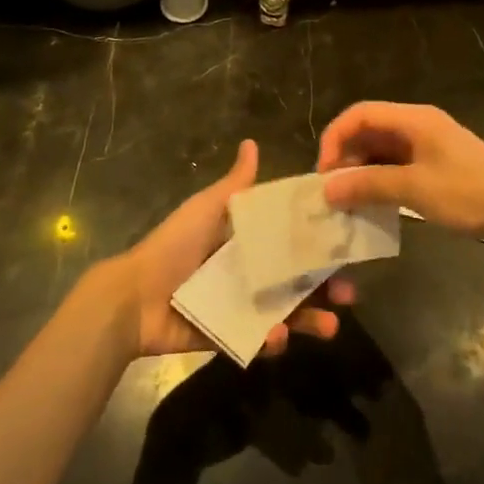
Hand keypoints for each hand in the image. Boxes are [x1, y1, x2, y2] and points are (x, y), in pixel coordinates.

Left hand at [111, 139, 354, 359]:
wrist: (134, 297)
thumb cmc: (175, 246)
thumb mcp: (207, 208)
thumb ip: (234, 184)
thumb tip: (252, 142)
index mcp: (244, 241)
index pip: (290, 241)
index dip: (318, 244)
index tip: (346, 245)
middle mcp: (246, 272)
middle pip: (294, 280)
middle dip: (324, 288)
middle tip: (350, 294)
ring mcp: (238, 306)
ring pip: (283, 313)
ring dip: (309, 319)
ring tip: (330, 327)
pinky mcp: (226, 336)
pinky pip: (254, 339)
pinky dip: (269, 340)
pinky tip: (277, 337)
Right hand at [315, 102, 483, 248]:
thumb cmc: (467, 194)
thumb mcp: (414, 189)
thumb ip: (368, 185)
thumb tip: (327, 189)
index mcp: (414, 119)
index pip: (360, 114)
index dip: (335, 138)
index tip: (323, 171)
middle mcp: (419, 124)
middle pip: (369, 130)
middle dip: (346, 156)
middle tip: (333, 190)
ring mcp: (429, 144)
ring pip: (382, 149)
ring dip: (361, 170)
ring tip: (348, 199)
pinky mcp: (436, 164)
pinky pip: (397, 164)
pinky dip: (380, 179)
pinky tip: (374, 202)